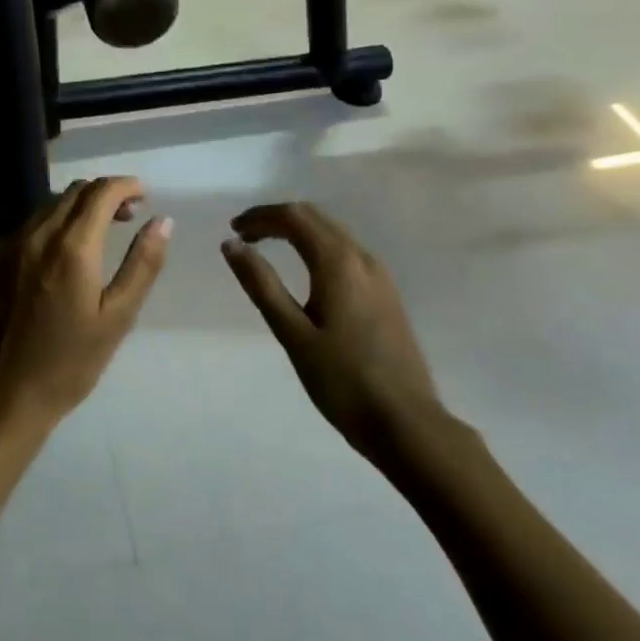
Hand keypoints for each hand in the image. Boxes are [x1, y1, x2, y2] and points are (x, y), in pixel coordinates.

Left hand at [0, 178, 171, 423]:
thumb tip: (163, 221)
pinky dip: (57, 219)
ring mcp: (13, 244)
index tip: (145, 195)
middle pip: (75, 191)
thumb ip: (142, 264)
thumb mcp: (118, 317)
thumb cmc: (70, 362)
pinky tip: (68, 247)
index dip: (126, 185)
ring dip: (81, 204)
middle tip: (130, 214)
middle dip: (106, 193)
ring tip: (103, 229)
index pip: (101, 192)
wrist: (4, 392)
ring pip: (51, 203)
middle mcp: (39, 234)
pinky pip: (33, 222)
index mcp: (72, 247)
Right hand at [220, 203, 441, 459]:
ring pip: (333, 232)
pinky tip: (305, 271)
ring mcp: (380, 276)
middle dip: (277, 219)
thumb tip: (231, 245)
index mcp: (338, 262)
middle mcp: (363, 258)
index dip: (260, 216)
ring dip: (298, 231)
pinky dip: (317, 246)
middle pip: (315, 218)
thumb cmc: (343, 381)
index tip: (233, 230)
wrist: (408, 424)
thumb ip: (261, 284)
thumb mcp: (292, 334)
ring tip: (267, 248)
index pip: (295, 217)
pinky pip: (346, 252)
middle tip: (244, 236)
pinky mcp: (387, 295)